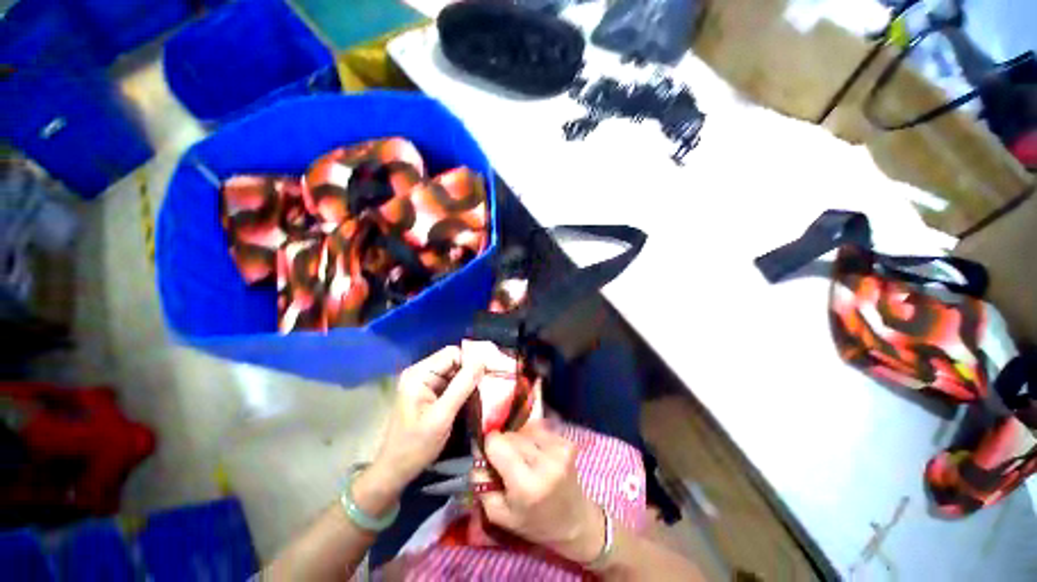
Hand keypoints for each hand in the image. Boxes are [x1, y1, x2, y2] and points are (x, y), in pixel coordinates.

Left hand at [369, 347, 483, 495]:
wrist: (395, 470)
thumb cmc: (416, 446)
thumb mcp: (442, 417)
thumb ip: (462, 387)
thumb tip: (482, 362)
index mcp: (419, 374)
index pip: (453, 354)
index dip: (472, 360)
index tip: (491, 372)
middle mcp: (421, 372)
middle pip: (454, 360)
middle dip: (473, 370)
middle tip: (492, 382)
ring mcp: (425, 381)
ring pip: (455, 370)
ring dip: (470, 379)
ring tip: (487, 390)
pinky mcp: (429, 391)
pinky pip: (452, 381)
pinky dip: (464, 387)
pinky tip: (475, 396)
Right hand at [480, 420, 605, 563]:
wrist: (575, 522)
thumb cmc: (533, 522)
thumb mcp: (498, 514)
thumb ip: (480, 481)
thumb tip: (476, 449)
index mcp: (526, 485)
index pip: (497, 442)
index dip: (489, 447)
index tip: (489, 458)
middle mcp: (545, 461)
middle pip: (510, 434)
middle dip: (504, 445)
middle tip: (508, 465)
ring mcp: (559, 448)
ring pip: (523, 429)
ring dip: (519, 441)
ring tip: (525, 461)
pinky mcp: (567, 441)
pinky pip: (538, 429)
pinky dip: (533, 439)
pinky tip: (538, 456)